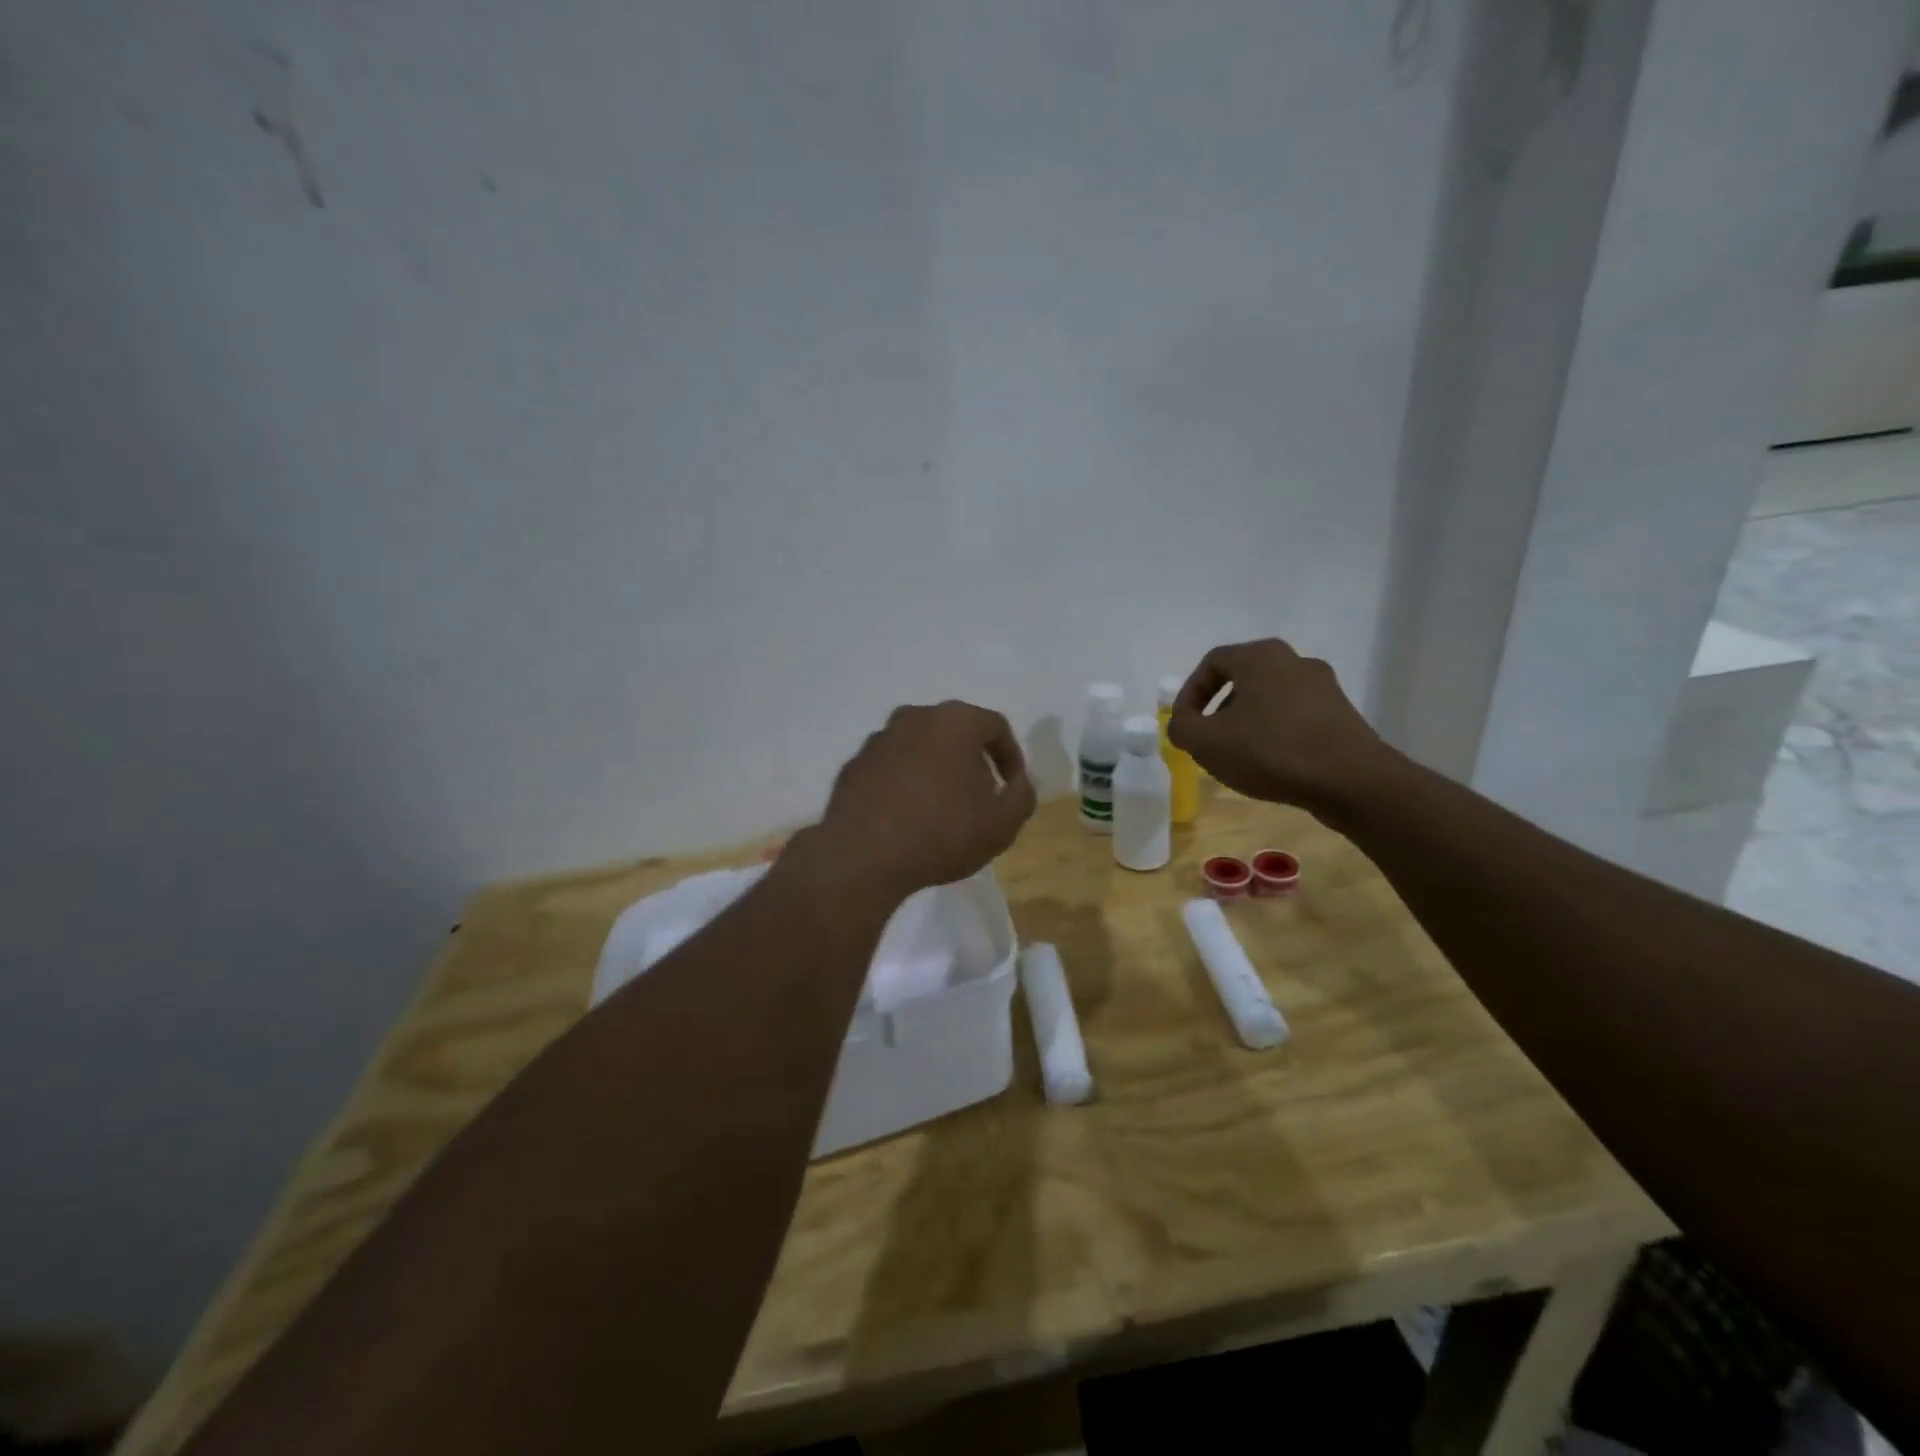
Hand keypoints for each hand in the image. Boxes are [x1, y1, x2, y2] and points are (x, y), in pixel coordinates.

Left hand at [807, 700, 1037, 899]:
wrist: (862, 857)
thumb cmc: (941, 833)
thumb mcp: (1002, 824)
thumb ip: (1022, 796)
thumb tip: (1018, 782)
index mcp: (954, 721)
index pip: (995, 727)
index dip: (1011, 757)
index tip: (1011, 789)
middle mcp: (914, 717)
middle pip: (955, 733)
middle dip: (972, 762)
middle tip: (980, 799)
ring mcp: (878, 739)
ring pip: (920, 747)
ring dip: (936, 771)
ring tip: (942, 811)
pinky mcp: (854, 765)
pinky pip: (891, 767)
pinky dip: (905, 784)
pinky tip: (907, 818)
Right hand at [1168, 639, 1395, 817]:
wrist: (1351, 780)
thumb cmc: (1270, 751)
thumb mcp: (1205, 742)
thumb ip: (1182, 727)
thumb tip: (1183, 723)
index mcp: (1260, 656)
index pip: (1212, 663)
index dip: (1190, 693)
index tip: (1184, 724)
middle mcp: (1294, 661)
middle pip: (1243, 678)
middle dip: (1219, 709)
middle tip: (1209, 738)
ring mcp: (1324, 686)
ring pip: (1270, 698)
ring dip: (1247, 722)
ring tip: (1239, 755)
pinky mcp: (1342, 714)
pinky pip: (1296, 717)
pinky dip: (1276, 733)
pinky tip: (1271, 763)